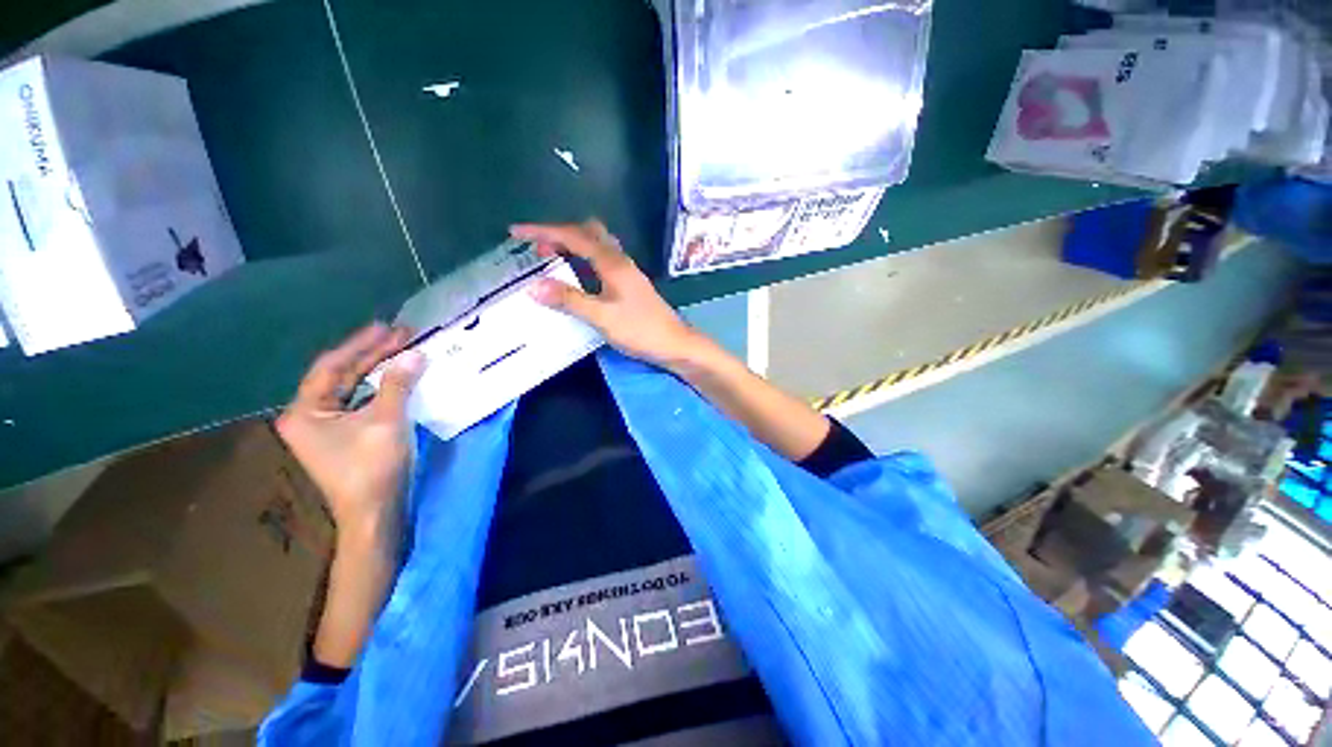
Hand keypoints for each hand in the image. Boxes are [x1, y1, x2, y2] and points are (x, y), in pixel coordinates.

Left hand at [276, 323, 424, 534]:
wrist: (375, 513)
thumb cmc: (372, 467)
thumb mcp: (387, 420)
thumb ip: (397, 384)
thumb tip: (414, 354)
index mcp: (304, 411)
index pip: (332, 366)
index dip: (361, 344)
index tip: (388, 327)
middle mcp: (309, 416)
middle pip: (342, 375)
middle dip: (372, 354)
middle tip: (402, 335)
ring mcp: (328, 428)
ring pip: (353, 389)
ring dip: (378, 370)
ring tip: (403, 351)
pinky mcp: (347, 437)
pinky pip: (363, 402)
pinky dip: (382, 388)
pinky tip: (399, 378)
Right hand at [511, 220, 701, 368]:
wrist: (675, 344)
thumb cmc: (641, 330)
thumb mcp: (602, 317)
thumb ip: (570, 301)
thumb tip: (533, 286)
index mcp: (612, 263)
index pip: (573, 236)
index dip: (543, 231)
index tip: (516, 232)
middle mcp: (620, 260)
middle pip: (588, 232)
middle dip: (560, 234)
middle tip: (538, 249)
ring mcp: (627, 272)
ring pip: (597, 245)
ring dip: (573, 245)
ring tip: (551, 259)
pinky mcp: (629, 284)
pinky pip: (602, 260)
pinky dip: (583, 260)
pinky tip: (577, 276)